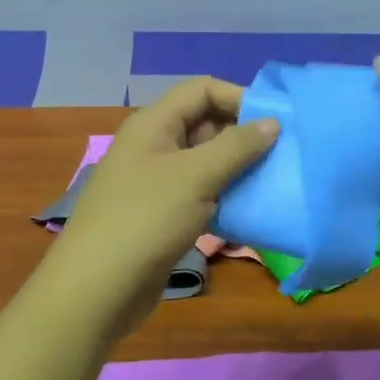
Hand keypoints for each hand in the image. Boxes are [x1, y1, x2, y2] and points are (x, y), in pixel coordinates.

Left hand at [53, 77, 277, 310]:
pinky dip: (225, 194)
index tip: (275, 121)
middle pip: (205, 123)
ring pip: (205, 160)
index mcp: (154, 124)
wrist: (97, 289)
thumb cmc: (146, 220)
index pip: (202, 90)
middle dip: (243, 133)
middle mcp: (154, 145)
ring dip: (238, 167)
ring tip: (273, 179)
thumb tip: (273, 121)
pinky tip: (249, 207)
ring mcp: (156, 181)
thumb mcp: (196, 176)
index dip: (238, 97)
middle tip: (282, 152)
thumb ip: (237, 146)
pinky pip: (200, 192)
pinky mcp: (162, 213)